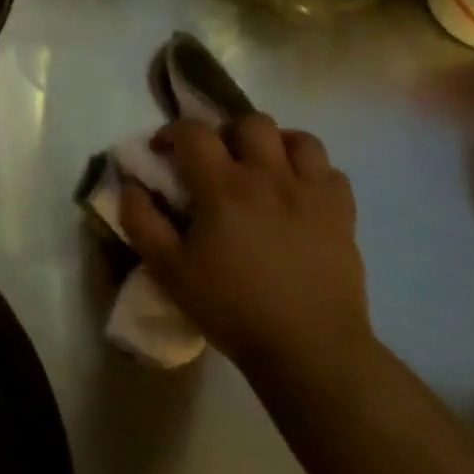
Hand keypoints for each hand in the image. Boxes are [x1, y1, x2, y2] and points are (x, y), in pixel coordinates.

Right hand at [119, 115, 370, 377]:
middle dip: (227, 132)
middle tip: (217, 160)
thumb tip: (131, 185)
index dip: (172, 131)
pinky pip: (332, 173)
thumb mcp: (168, 269)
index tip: (162, 151)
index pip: (194, 131)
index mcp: (223, 186)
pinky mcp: (342, 217)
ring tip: (262, 168)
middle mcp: (268, 177)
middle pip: (251, 122)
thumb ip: (140, 220)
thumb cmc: (231, 307)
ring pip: (299, 140)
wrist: (311, 350)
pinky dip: (312, 174)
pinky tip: (297, 195)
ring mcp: (311, 195)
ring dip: (275, 145)